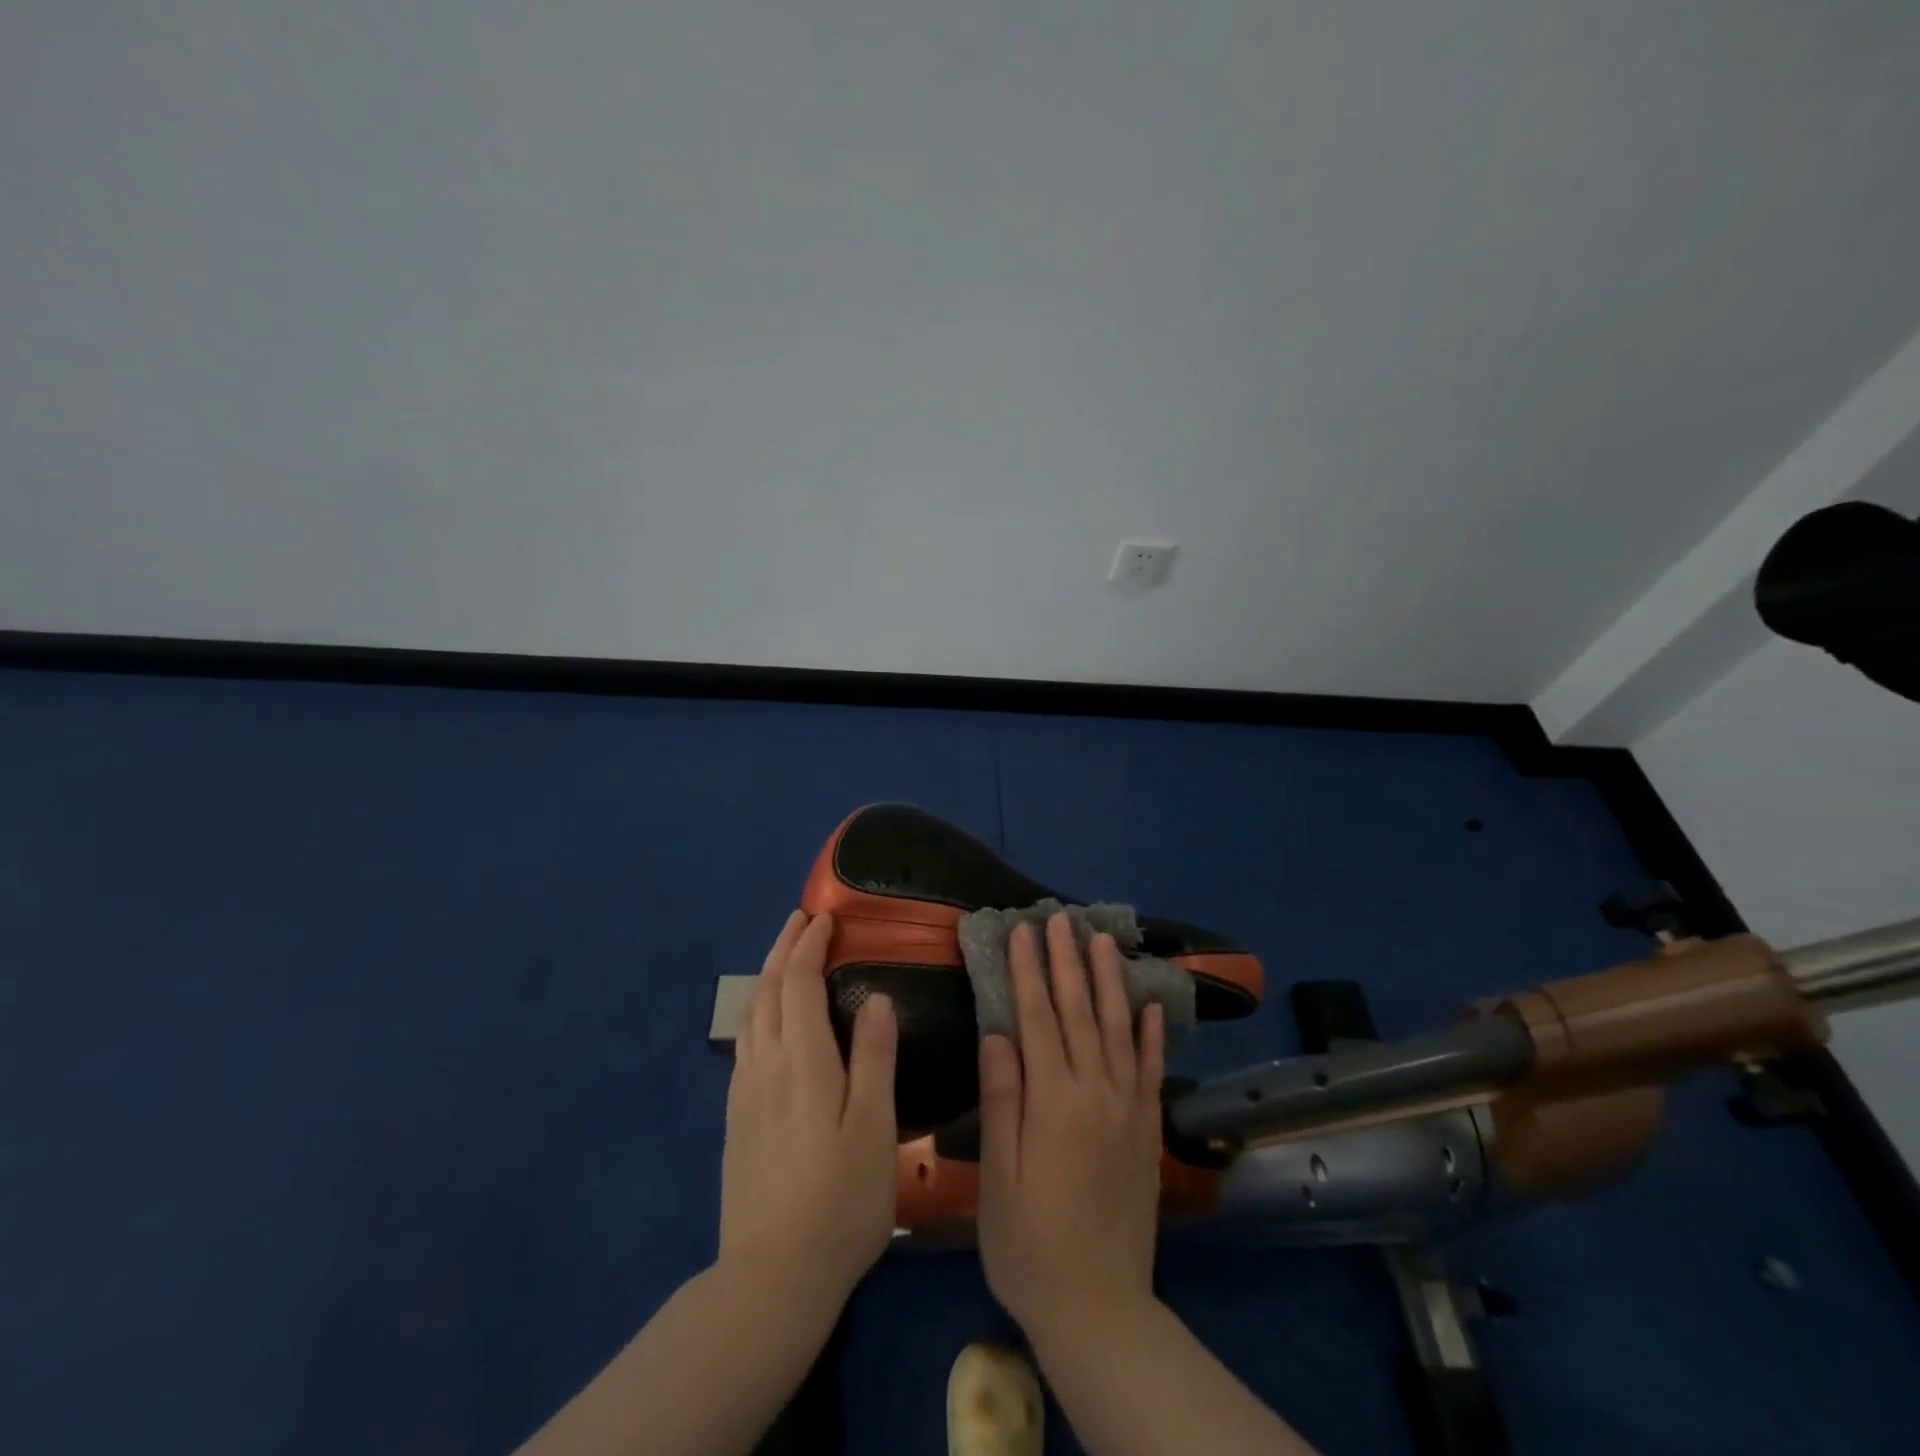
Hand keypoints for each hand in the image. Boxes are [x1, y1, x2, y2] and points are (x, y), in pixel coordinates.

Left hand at [719, 911, 898, 1310]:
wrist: (772, 1278)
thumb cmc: (840, 1200)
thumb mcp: (875, 1128)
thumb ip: (874, 1058)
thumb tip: (877, 998)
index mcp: (802, 1060)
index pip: (798, 981)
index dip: (810, 944)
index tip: (826, 918)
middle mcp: (765, 1065)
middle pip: (767, 989)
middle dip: (783, 947)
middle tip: (801, 920)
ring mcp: (745, 1093)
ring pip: (751, 1014)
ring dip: (768, 975)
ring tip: (786, 957)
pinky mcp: (737, 1120)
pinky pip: (745, 1042)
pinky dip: (759, 1009)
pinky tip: (770, 1023)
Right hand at [976, 913, 1166, 1341]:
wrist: (1100, 1309)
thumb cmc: (1030, 1244)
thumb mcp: (999, 1176)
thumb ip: (1002, 1100)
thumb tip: (998, 1033)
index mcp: (1053, 1101)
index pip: (1037, 1018)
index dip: (1028, 972)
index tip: (1023, 931)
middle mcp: (1095, 1093)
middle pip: (1079, 1012)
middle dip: (1067, 962)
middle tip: (1060, 919)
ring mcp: (1127, 1110)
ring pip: (1119, 1030)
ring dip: (1109, 982)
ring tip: (1103, 941)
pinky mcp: (1147, 1131)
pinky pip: (1152, 1071)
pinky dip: (1152, 1035)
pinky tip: (1151, 1006)